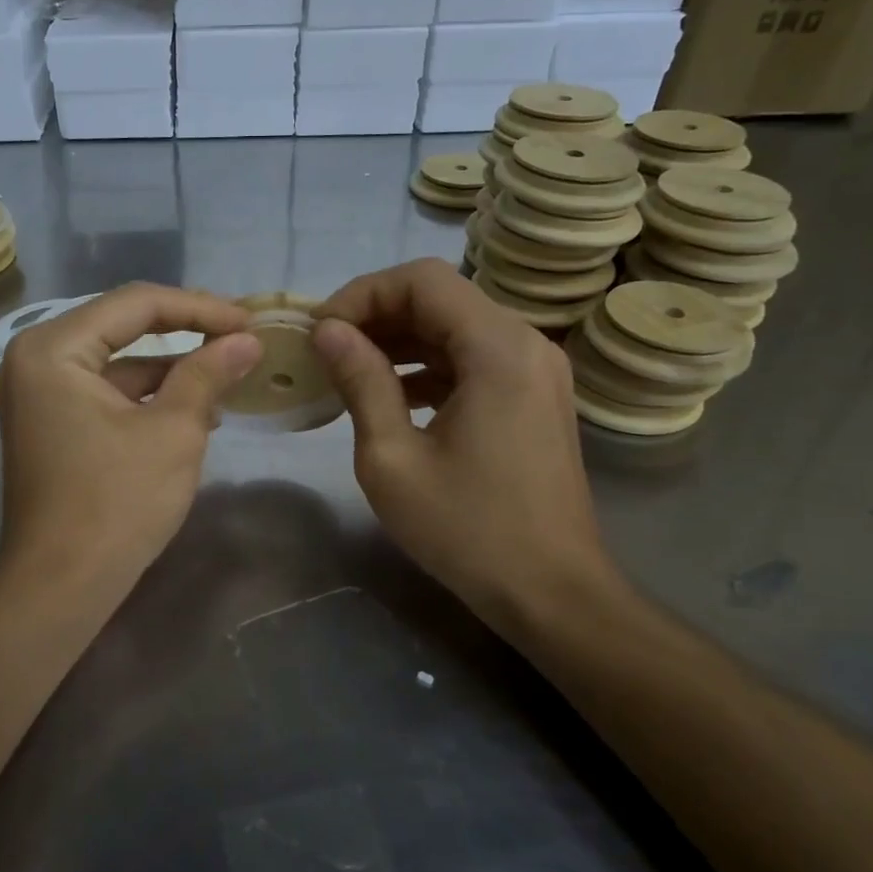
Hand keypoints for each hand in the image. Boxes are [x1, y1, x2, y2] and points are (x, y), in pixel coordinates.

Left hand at [0, 283, 262, 607]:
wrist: (62, 586)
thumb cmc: (117, 502)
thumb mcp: (174, 430)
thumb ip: (208, 373)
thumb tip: (248, 341)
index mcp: (53, 348)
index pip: (136, 303)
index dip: (200, 307)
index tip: (249, 321)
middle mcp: (36, 359)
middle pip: (123, 325)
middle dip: (187, 331)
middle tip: (241, 336)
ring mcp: (40, 393)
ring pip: (119, 361)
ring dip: (173, 366)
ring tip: (230, 372)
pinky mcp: (52, 423)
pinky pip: (107, 392)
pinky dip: (150, 395)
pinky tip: (197, 408)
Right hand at [312, 259, 613, 622]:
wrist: (551, 591)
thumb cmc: (467, 529)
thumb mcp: (392, 458)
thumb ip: (361, 382)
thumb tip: (328, 331)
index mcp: (498, 350)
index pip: (422, 280)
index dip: (362, 294)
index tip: (322, 332)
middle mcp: (526, 343)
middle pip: (441, 297)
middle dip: (377, 314)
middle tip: (327, 349)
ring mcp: (536, 369)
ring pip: (456, 325)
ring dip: (400, 338)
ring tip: (348, 369)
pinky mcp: (534, 394)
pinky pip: (474, 357)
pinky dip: (428, 363)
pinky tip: (391, 393)